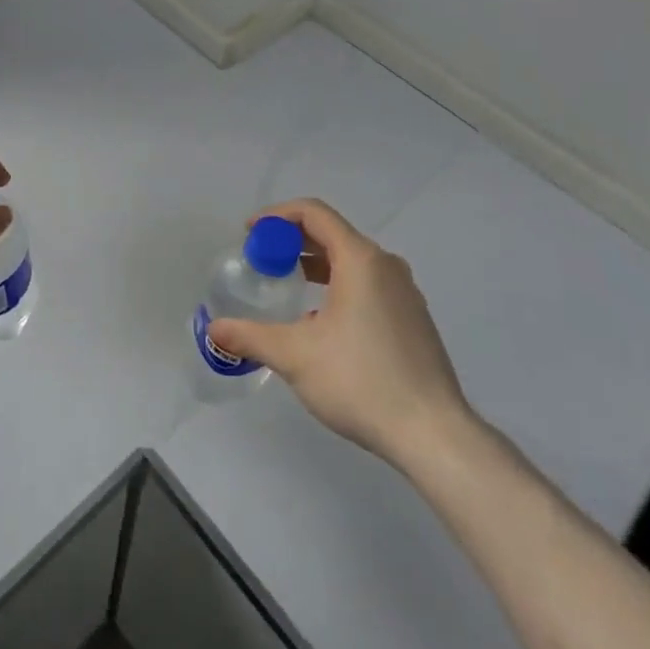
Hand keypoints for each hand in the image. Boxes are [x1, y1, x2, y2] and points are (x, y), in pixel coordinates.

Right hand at [206, 199, 475, 467]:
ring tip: (287, 285)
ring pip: (351, 261)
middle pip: (332, 233)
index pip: (313, 213)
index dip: (276, 216)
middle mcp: (386, 265)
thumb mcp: (296, 356)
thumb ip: (251, 337)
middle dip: (291, 241)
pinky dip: (338, 285)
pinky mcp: (413, 319)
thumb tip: (214, 329)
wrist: (435, 435)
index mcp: (360, 259)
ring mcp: (404, 292)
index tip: (249, 233)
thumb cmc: (362, 382)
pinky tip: (321, 321)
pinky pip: (368, 283)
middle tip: (261, 259)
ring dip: (315, 264)